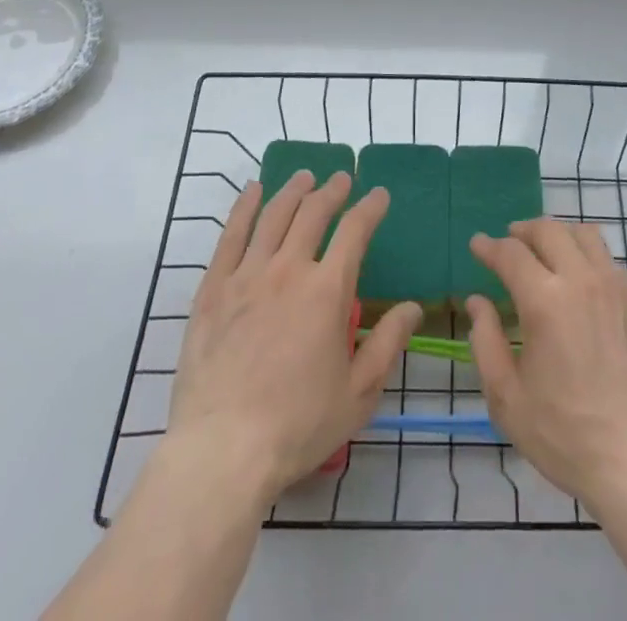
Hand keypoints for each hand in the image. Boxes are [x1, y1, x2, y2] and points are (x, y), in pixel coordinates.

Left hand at [168, 171, 422, 499]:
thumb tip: (413, 307)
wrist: (222, 450)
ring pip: (274, 215)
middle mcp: (289, 270)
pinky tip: (253, 191)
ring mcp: (247, 276)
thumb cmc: (297, 426)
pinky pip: (231, 235)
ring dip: (293, 190)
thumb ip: (387, 343)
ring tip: (304, 176)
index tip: (379, 195)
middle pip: (313, 212)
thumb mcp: (358, 394)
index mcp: (327, 291)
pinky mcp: (213, 289)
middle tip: (342, 179)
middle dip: (332, 191)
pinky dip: (245, 207)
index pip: (355, 231)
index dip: (370, 207)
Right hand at [466, 218, 626, 511]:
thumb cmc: (565, 436)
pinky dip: (591, 263)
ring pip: (587, 235)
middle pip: (550, 230)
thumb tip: (478, 301)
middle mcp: (583, 280)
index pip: (510, 253)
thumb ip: (486, 341)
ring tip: (549, 251)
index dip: (489, 246)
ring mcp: (620, 288)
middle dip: (524, 230)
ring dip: (561, 236)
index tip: (477, 244)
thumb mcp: (507, 398)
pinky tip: (586, 289)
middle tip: (511, 241)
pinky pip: (613, 265)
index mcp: (545, 300)